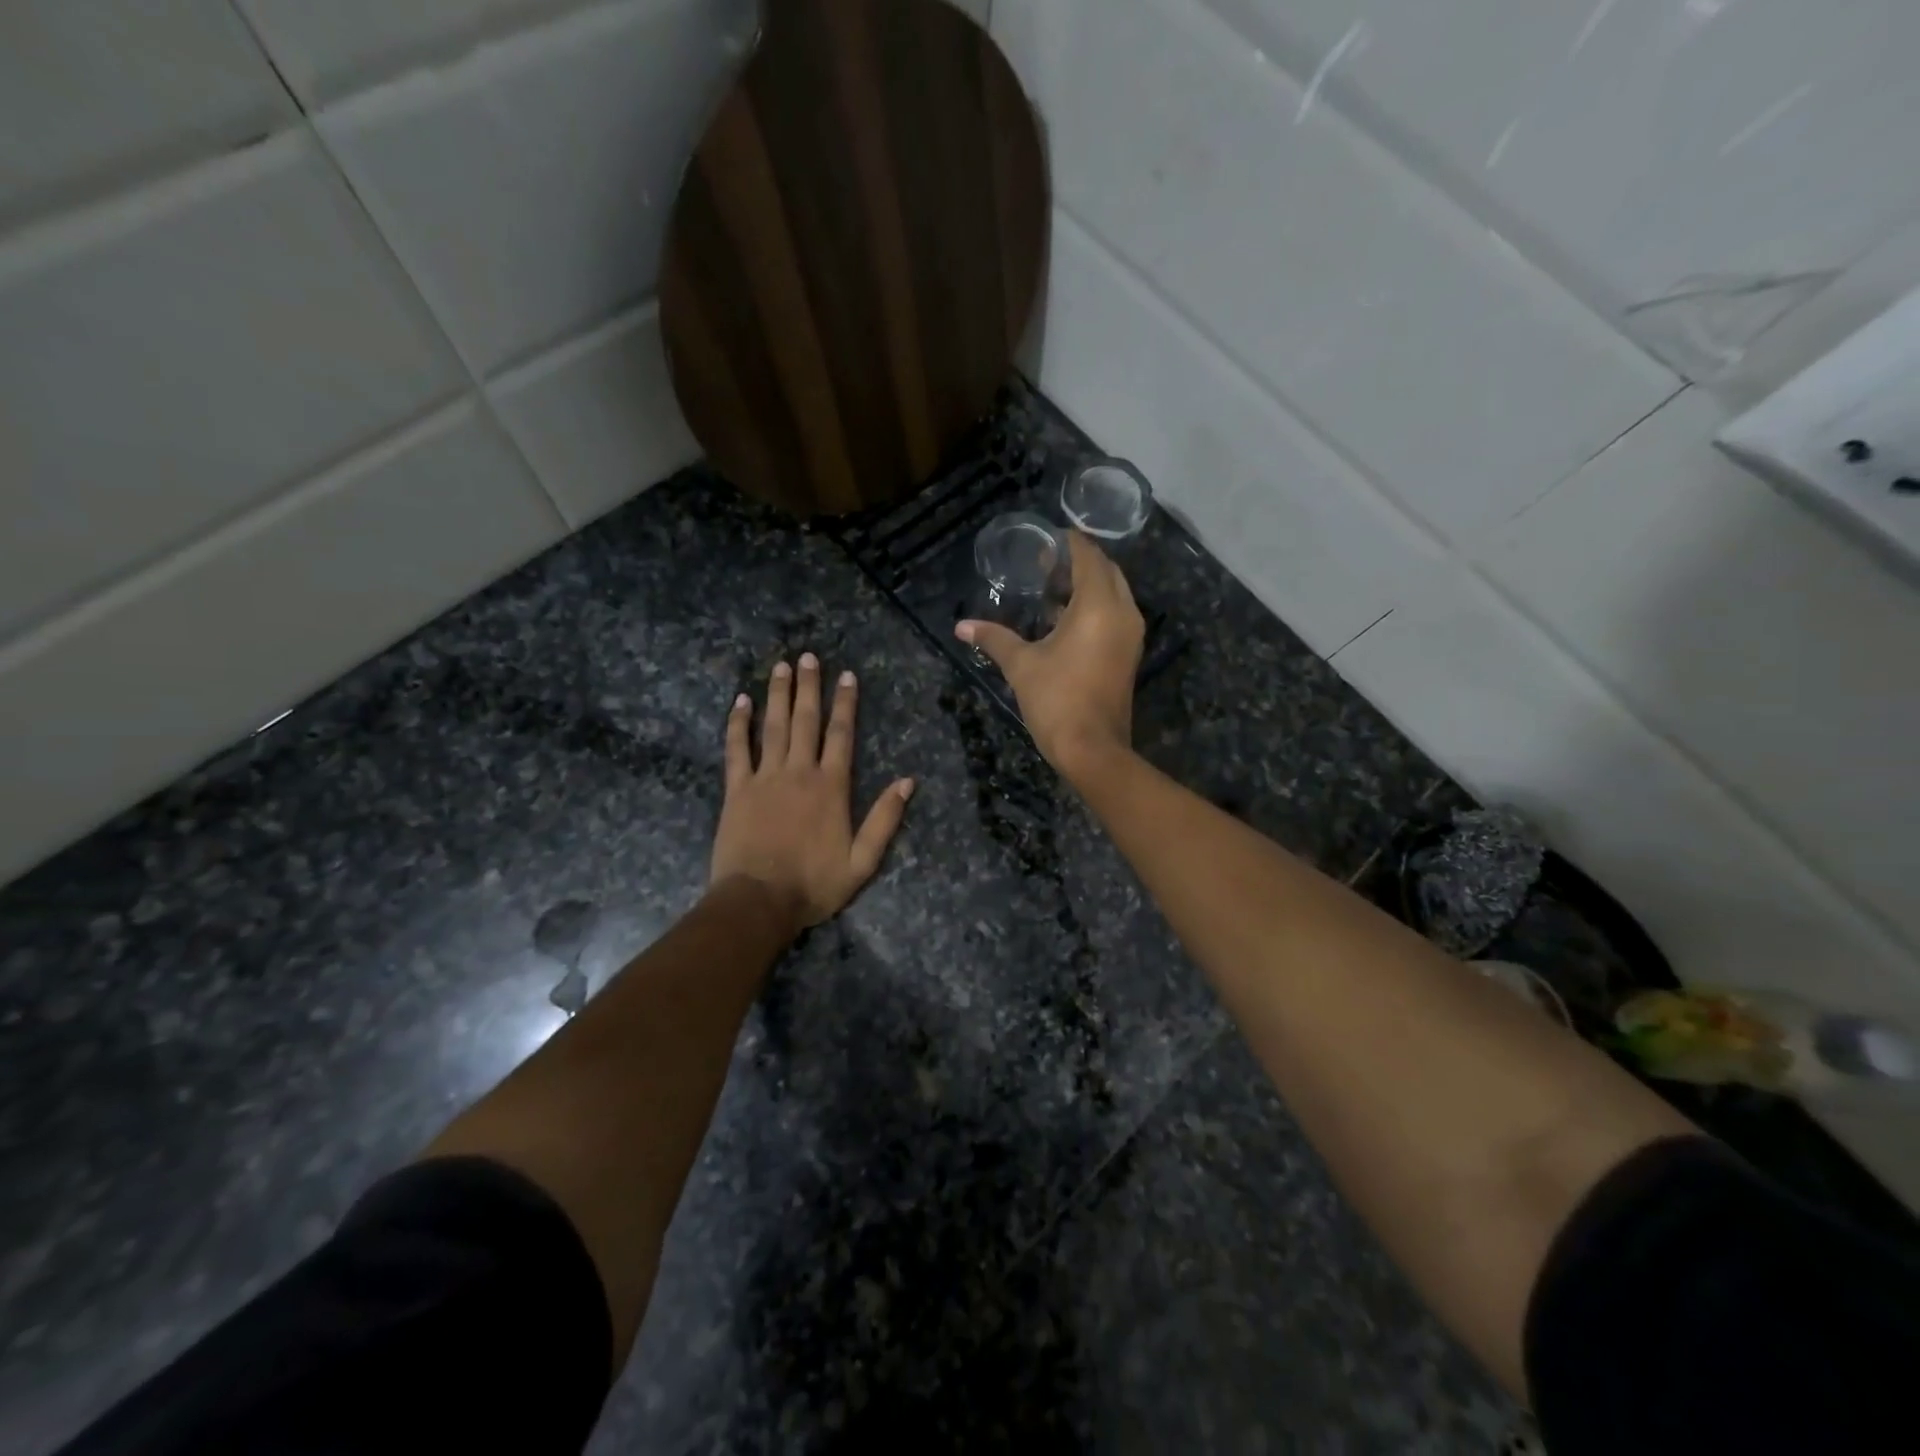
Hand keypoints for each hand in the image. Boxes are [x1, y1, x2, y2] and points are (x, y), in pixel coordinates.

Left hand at [710, 654, 915, 927]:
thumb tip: (907, 782)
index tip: (847, 675)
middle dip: (809, 686)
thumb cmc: (814, 884)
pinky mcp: (736, 790)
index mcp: (831, 787)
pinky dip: (738, 724)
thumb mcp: (862, 861)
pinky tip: (740, 701)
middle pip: (805, 720)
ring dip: (777, 694)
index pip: (841, 735)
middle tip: (807, 656)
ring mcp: (764, 778)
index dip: (845, 703)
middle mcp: (799, 772)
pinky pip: (736, 749)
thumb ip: (885, 819)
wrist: (758, 902)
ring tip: (780, 666)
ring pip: (773, 726)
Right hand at [956, 531, 1143, 781]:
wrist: (1092, 749)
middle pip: (1105, 570)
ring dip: (1087, 586)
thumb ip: (993, 638)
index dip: (1067, 543)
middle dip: (1078, 563)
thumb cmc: (1057, 700)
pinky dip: (1094, 607)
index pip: (1088, 556)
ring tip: (1050, 589)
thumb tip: (961, 627)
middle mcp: (1123, 612)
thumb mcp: (1021, 666)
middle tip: (1044, 565)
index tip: (1043, 540)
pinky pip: (1115, 615)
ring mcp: (1130, 634)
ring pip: (1113, 593)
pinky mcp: (1129, 654)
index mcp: (1098, 605)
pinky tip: (1063, 619)